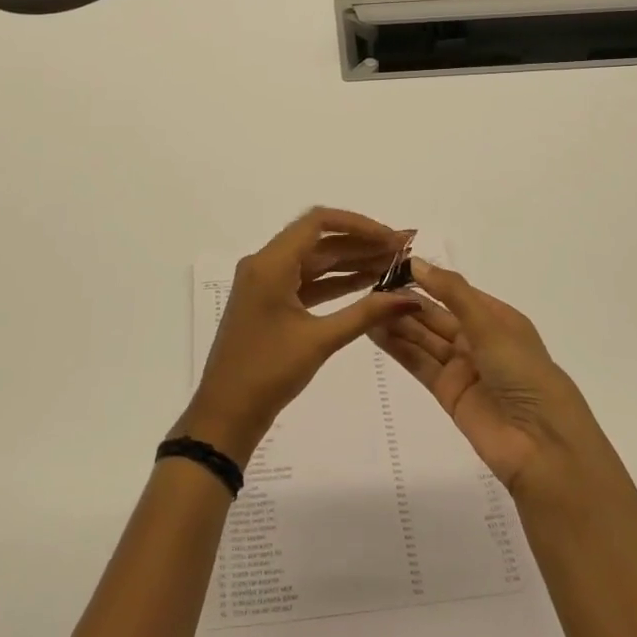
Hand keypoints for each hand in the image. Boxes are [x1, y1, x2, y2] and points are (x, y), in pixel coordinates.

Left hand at [178, 208, 418, 461]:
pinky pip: (307, 281)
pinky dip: (335, 282)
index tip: (392, 237)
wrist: (226, 414)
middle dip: (361, 243)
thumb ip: (366, 313)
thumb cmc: (268, 372)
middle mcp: (265, 264)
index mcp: (270, 263)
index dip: (359, 224)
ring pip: (315, 261)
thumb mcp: (320, 341)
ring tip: (393, 265)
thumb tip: (410, 298)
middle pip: (319, 240)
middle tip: (403, 250)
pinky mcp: (270, 302)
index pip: (318, 222)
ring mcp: (266, 283)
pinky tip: (368, 284)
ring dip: (352, 262)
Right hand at [371, 258, 604, 496]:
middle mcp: (479, 339)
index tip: (392, 264)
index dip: (426, 278)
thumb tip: (415, 262)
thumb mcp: (490, 325)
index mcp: (497, 318)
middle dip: (407, 300)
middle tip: (371, 285)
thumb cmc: (525, 373)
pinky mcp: (448, 393)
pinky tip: (374, 331)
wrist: (542, 447)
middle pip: (436, 315)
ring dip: (398, 322)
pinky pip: (419, 364)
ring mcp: (463, 367)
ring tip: (365, 305)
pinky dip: (398, 348)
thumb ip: (451, 293)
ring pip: (424, 338)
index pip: (455, 291)